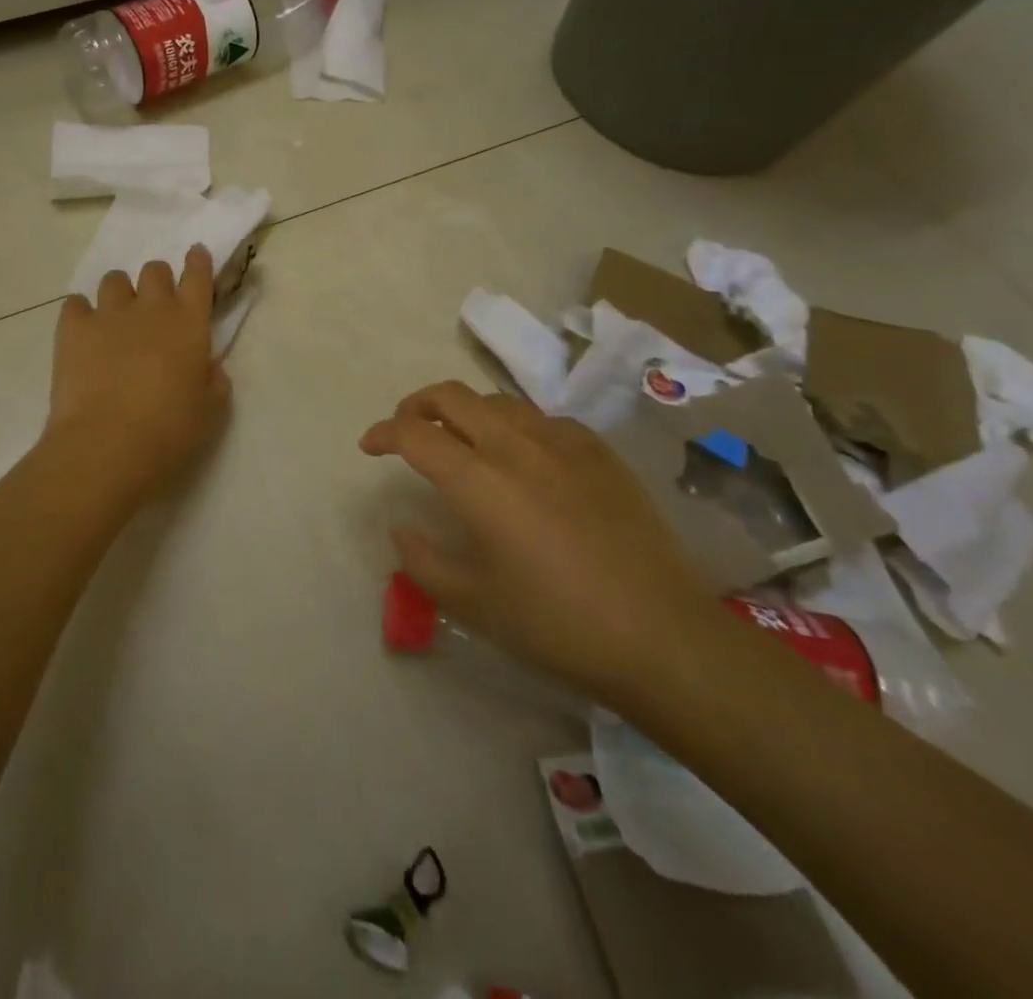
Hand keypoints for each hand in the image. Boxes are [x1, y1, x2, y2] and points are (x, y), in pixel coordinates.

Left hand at [47, 246, 231, 501]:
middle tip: (154, 307)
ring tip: (116, 319)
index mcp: (190, 323)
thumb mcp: (211, 411)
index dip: (198, 262)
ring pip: (114, 280)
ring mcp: (109, 314)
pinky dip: (81, 312)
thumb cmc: (169, 431)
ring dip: (120, 293)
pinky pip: (75, 303)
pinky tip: (83, 332)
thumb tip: (207, 367)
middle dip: (157, 282)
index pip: (198, 275)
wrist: (107, 444)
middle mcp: (151, 308)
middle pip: (155, 270)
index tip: (196, 254)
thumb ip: (213, 380)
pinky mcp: (73, 328)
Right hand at [361, 381, 721, 705]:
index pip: (414, 434)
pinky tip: (522, 458)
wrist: (662, 637)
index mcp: (479, 481)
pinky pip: (542, 419)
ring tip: (460, 441)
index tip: (369, 447)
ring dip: (465, 412)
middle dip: (416, 405)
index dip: (383, 433)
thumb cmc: (557, 625)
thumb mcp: (472, 603)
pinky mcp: (599, 452)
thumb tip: (402, 528)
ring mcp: (563, 443)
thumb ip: (422, 560)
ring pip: (497, 401)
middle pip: (451, 396)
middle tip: (407, 430)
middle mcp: (515, 446)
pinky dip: (513, 426)